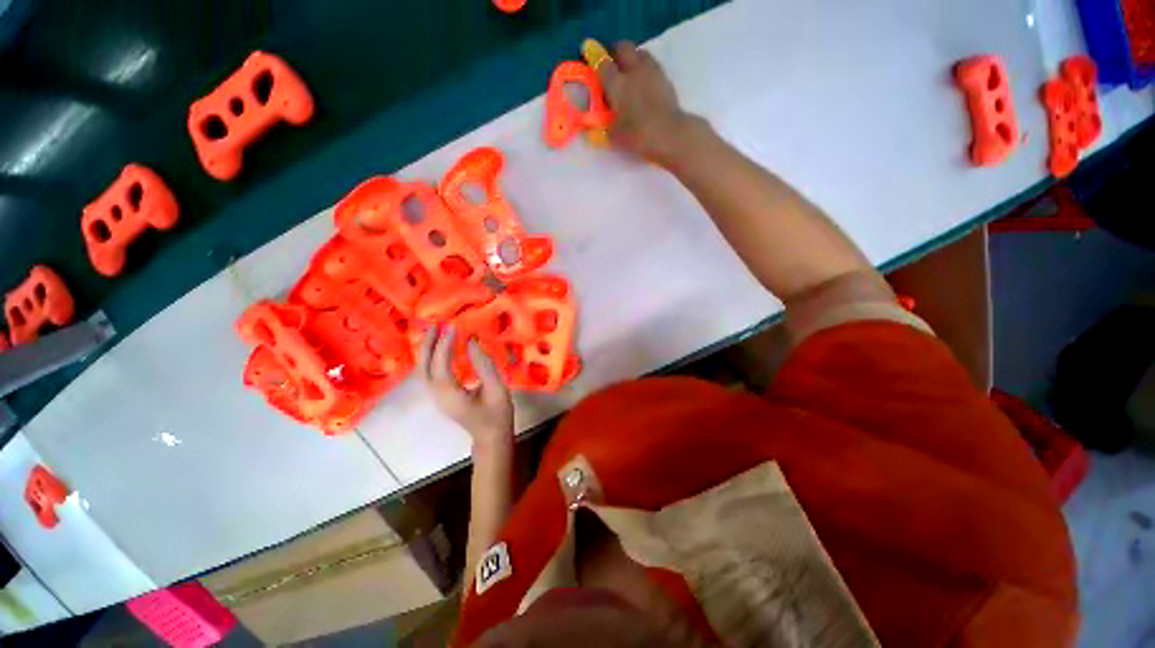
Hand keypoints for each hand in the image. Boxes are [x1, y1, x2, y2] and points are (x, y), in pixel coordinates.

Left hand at [419, 326, 513, 450]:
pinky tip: (440, 348)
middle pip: (424, 367)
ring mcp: (437, 397)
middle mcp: (438, 395)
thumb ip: (484, 365)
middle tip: (436, 324)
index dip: (445, 345)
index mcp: (451, 395)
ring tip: (436, 331)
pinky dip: (432, 358)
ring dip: (428, 350)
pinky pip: (430, 373)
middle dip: (428, 344)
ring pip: (424, 370)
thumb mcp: (497, 389)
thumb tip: (472, 341)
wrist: (491, 438)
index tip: (452, 326)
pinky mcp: (442, 396)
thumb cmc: (497, 415)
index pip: (441, 365)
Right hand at [596, 41, 700, 164]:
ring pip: (639, 52)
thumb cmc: (638, 135)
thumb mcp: (614, 135)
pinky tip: (643, 81)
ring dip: (632, 57)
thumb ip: (605, 124)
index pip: (602, 62)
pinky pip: (651, 63)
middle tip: (610, 62)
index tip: (589, 55)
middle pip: (622, 47)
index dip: (594, 57)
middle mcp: (633, 70)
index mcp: (616, 84)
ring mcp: (651, 71)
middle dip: (614, 51)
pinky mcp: (665, 77)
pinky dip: (644, 67)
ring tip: (628, 71)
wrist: (669, 134)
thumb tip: (598, 124)